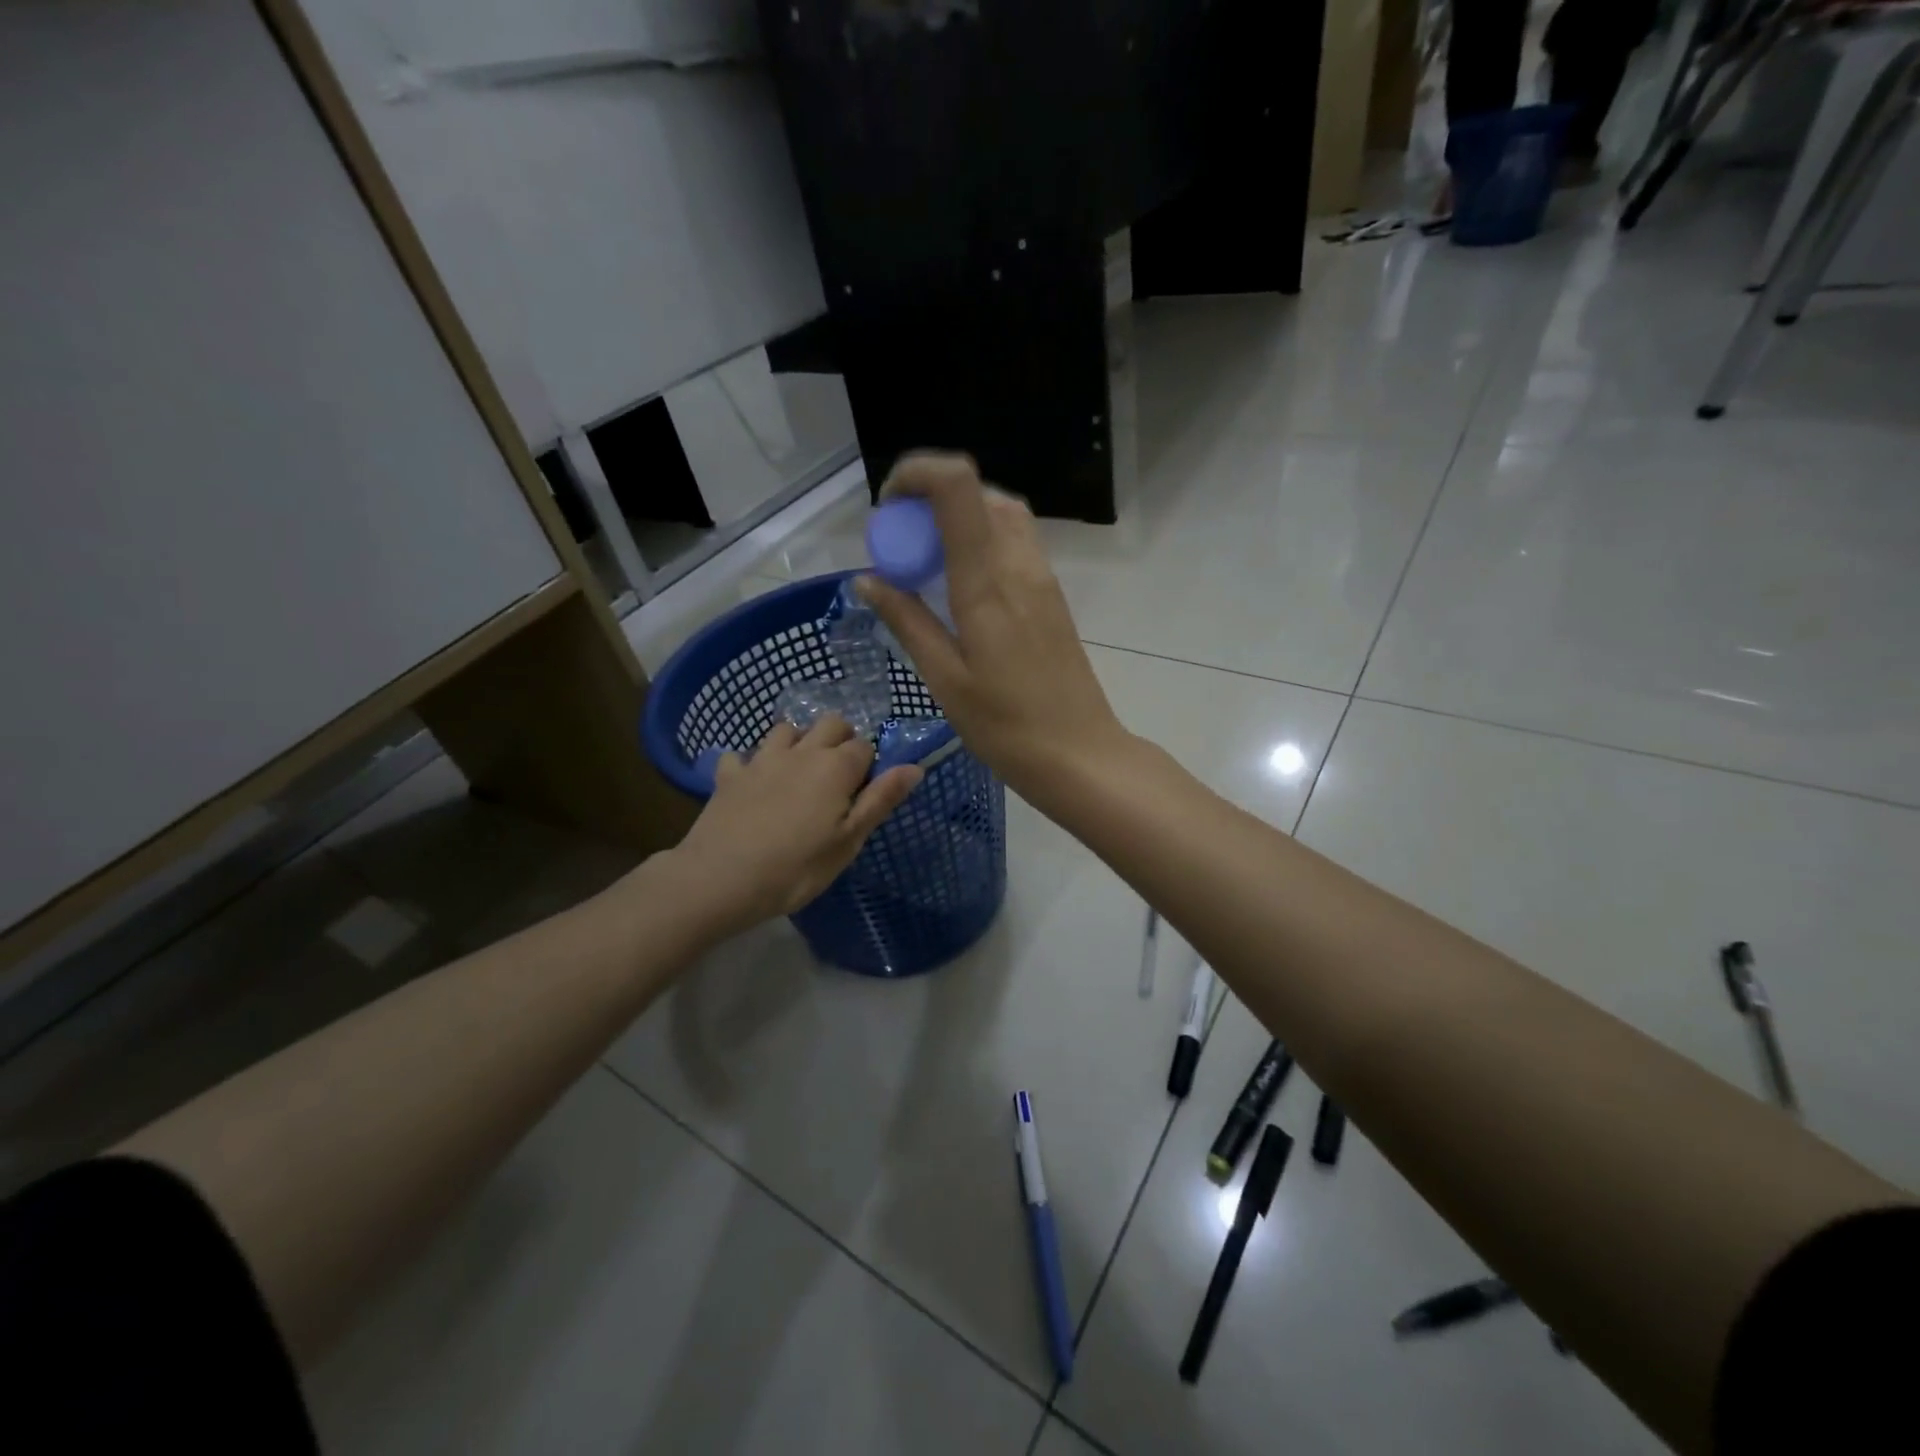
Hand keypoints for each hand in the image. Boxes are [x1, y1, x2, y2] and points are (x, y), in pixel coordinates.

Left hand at [669, 716, 921, 931]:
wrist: (720, 879)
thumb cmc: (796, 868)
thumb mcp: (848, 841)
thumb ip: (881, 800)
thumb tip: (915, 767)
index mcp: (836, 767)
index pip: (865, 747)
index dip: (869, 766)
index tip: (863, 793)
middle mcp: (801, 752)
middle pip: (830, 724)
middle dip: (840, 740)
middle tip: (838, 778)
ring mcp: (761, 759)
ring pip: (786, 729)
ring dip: (798, 742)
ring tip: (799, 773)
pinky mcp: (729, 774)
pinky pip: (741, 755)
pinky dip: (750, 764)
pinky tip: (751, 784)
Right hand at [857, 452, 1129, 794]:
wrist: (1079, 754)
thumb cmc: (1005, 726)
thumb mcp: (944, 678)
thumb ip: (906, 621)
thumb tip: (867, 579)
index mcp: (987, 582)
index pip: (957, 487)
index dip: (916, 474)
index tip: (887, 509)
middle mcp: (1019, 565)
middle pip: (978, 492)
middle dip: (930, 499)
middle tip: (901, 545)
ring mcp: (1042, 577)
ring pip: (1000, 513)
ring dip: (958, 518)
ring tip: (927, 564)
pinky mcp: (1052, 594)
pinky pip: (1014, 542)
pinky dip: (980, 541)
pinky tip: (960, 586)